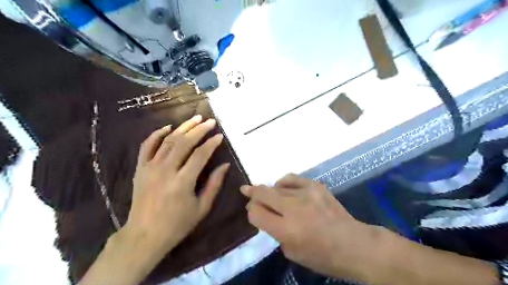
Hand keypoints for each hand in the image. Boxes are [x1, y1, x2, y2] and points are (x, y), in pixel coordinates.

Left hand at [124, 114, 230, 254]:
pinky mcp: (140, 169)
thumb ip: (214, 184)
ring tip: (195, 118)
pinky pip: (147, 146)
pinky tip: (168, 127)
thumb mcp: (202, 208)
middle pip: (184, 142)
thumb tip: (225, 165)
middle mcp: (165, 170)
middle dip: (199, 129)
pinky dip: (157, 134)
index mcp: (182, 182)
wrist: (144, 236)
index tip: (220, 135)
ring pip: (168, 140)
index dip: (212, 143)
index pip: (200, 155)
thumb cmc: (177, 224)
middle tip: (210, 121)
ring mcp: (150, 168)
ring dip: (183, 127)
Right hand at [240, 175, 373, 278]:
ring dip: (269, 190)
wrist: (353, 244)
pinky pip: (292, 178)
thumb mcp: (292, 252)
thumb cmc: (322, 256)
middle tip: (246, 190)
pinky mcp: (316, 186)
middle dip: (252, 192)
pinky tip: (284, 187)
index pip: (256, 213)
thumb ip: (275, 231)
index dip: (251, 211)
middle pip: (263, 193)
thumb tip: (265, 214)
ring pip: (276, 185)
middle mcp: (294, 208)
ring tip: (270, 194)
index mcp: (287, 229)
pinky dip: (284, 183)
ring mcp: (306, 193)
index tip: (252, 211)